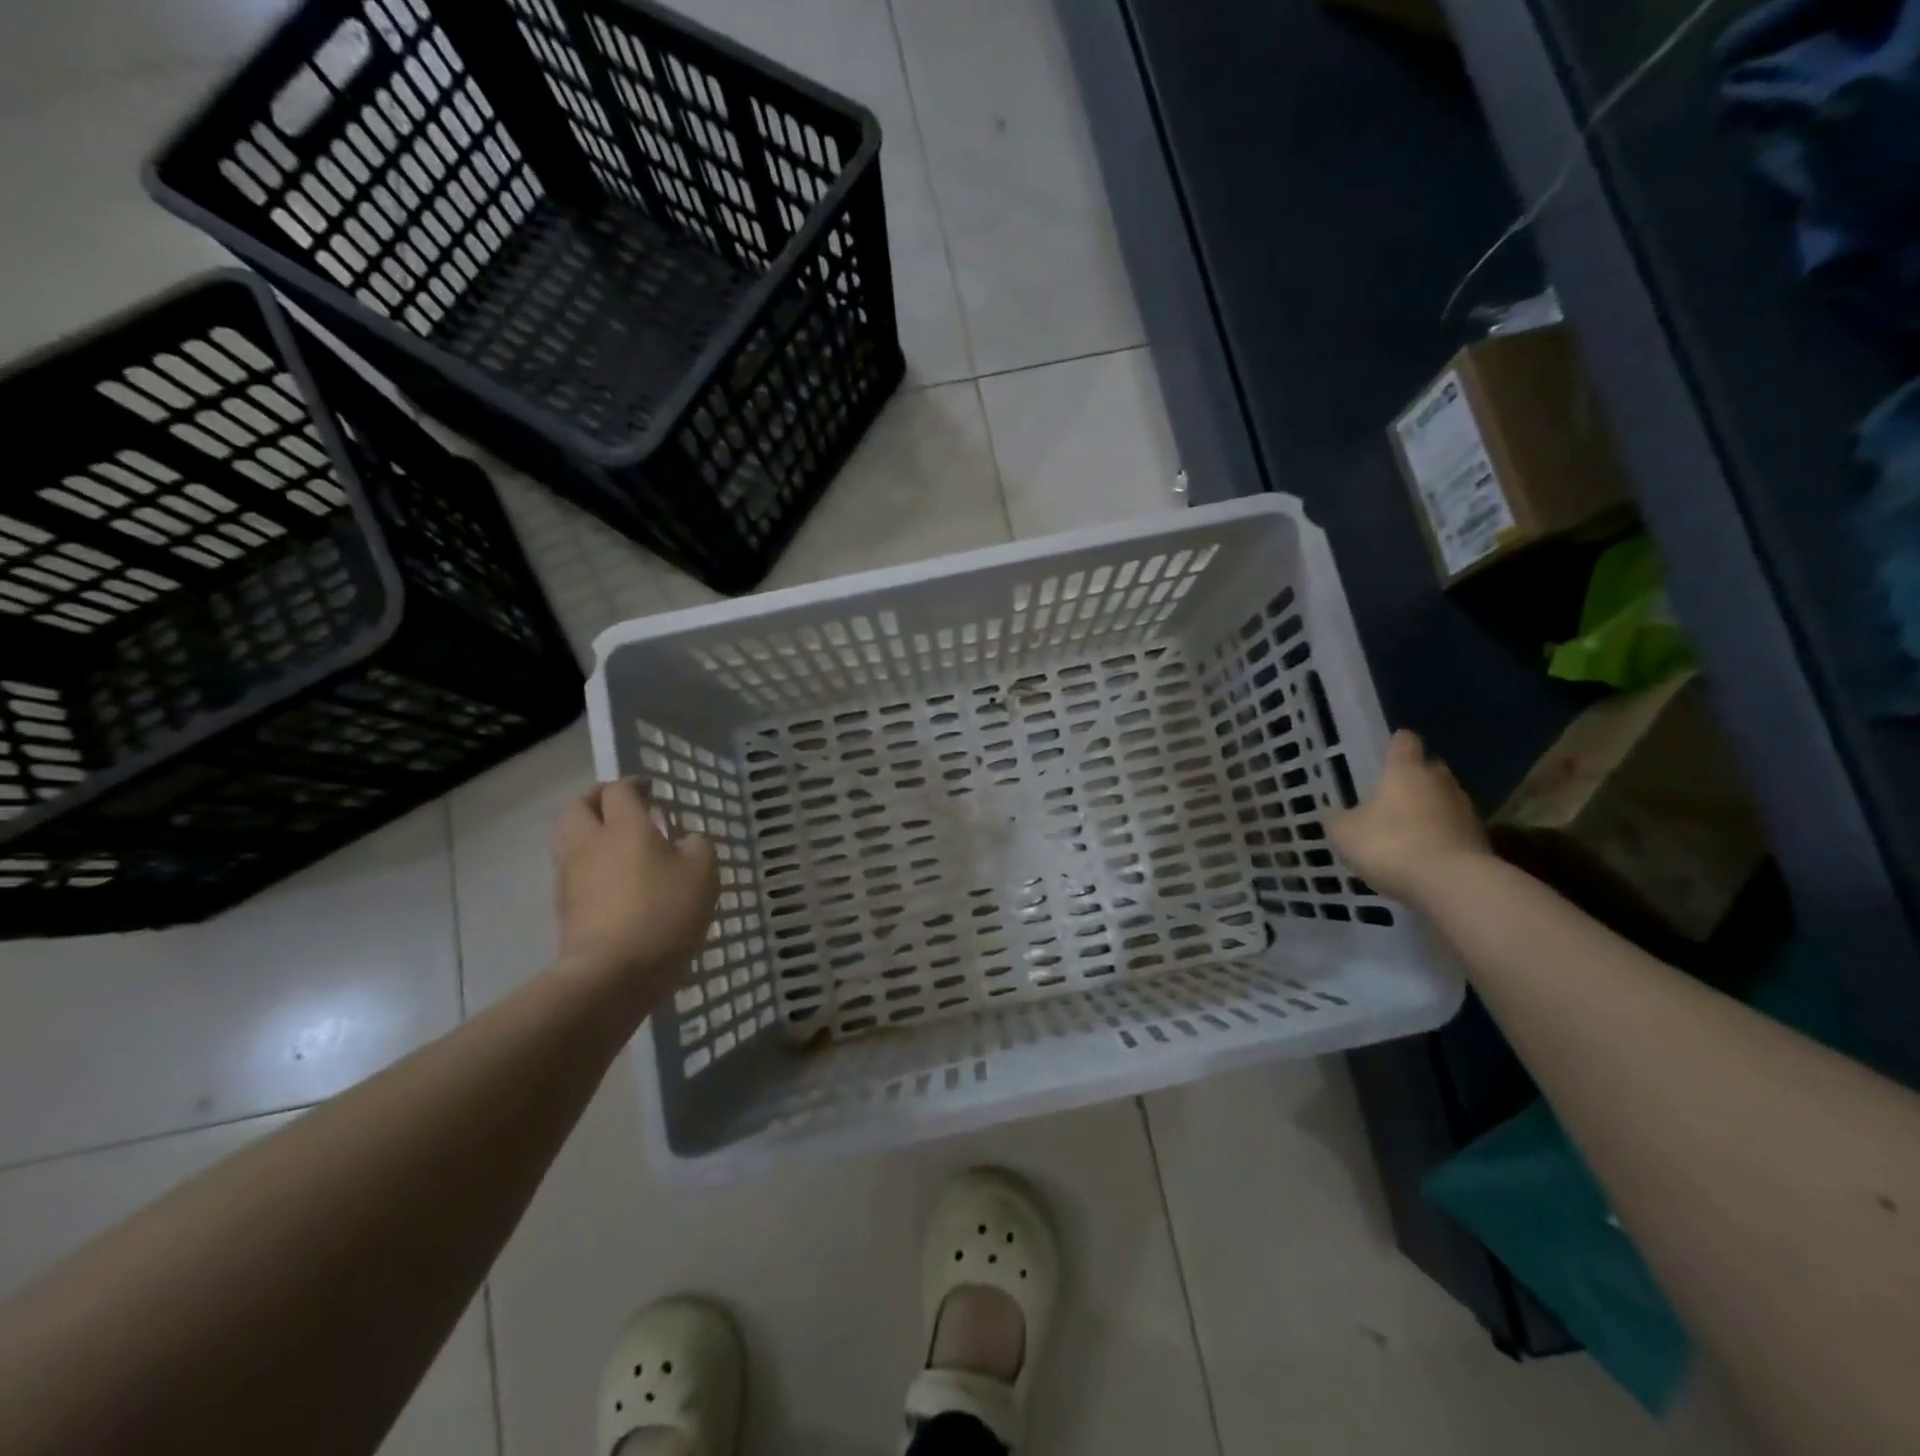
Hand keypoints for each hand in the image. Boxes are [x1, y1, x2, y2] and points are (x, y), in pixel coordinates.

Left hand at [552, 778, 719, 994]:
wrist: (613, 972)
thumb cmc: (664, 913)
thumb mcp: (703, 873)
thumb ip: (696, 846)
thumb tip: (683, 840)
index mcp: (624, 826)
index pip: (619, 790)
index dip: (634, 785)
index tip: (650, 791)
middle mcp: (590, 842)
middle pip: (578, 807)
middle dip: (597, 800)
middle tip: (620, 807)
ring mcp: (570, 875)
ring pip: (569, 837)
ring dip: (586, 831)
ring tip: (614, 843)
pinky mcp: (564, 906)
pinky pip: (571, 870)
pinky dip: (587, 863)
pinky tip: (610, 879)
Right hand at [1330, 730, 1489, 900]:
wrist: (1451, 885)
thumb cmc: (1390, 845)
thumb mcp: (1345, 833)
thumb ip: (1340, 819)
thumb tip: (1338, 815)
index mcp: (1406, 771)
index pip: (1404, 742)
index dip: (1395, 744)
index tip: (1386, 752)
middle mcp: (1439, 782)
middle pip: (1430, 769)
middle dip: (1415, 777)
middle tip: (1392, 794)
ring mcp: (1465, 811)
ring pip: (1445, 800)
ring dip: (1429, 809)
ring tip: (1407, 828)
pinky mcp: (1480, 840)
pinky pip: (1454, 829)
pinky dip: (1440, 836)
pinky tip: (1423, 854)